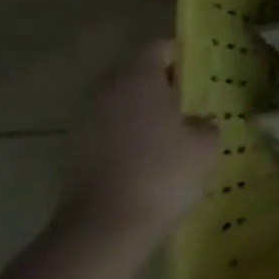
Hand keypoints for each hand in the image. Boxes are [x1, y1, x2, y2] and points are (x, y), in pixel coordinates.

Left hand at [62, 41, 219, 244]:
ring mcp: (84, 124)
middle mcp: (107, 92)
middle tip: (186, 102)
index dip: (179, 54)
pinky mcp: (72, 154)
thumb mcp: (206, 144)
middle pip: (134, 75)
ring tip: (168, 134)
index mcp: (139, 79)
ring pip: (119, 105)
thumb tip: (195, 123)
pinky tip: (146, 160)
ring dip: (140, 113)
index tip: (196, 70)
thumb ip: (204, 124)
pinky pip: (107, 132)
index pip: (157, 48)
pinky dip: (125, 138)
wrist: (103, 230)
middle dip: (159, 85)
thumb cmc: (163, 173)